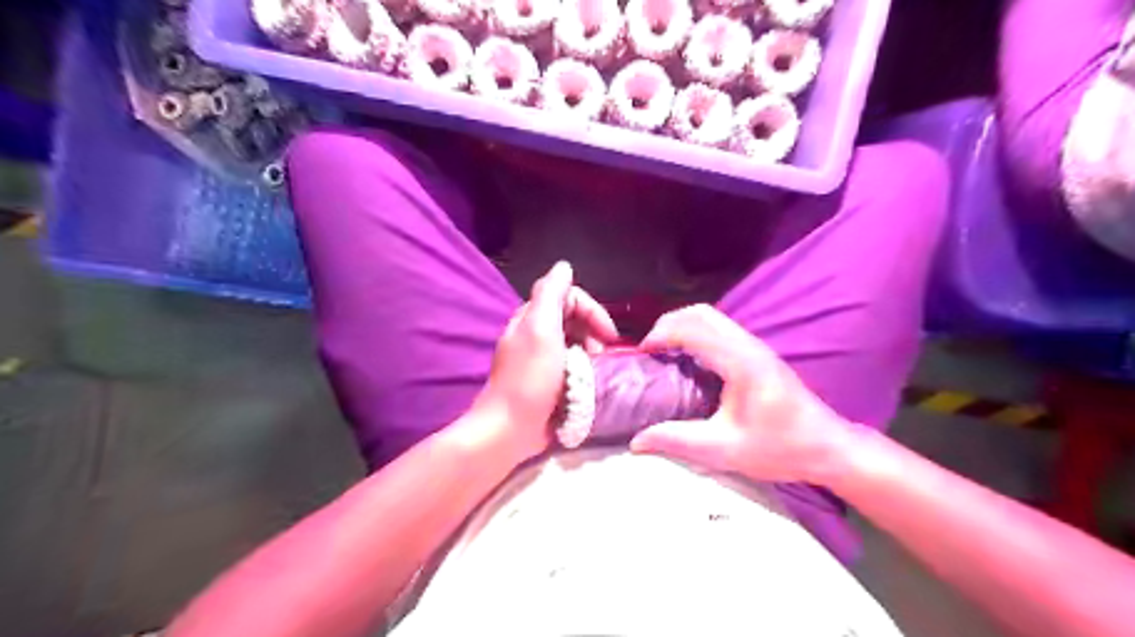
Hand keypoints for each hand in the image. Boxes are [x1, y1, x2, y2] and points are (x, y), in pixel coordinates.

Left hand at [469, 260, 617, 465]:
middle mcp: (537, 333)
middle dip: (595, 332)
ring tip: (598, 372)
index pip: (570, 297)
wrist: (511, 429)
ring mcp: (543, 359)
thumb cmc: (530, 378)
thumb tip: (564, 266)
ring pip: (577, 343)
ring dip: (593, 353)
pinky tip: (591, 382)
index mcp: (532, 317)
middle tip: (603, 355)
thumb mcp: (541, 329)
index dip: (593, 311)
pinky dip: (586, 369)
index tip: (608, 335)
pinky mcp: (549, 381)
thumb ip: (551, 293)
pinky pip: (574, 365)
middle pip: (575, 319)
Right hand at [631, 303, 849, 482]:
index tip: (641, 356)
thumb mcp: (724, 450)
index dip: (661, 335)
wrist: (828, 448)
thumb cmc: (780, 449)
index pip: (692, 328)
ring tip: (662, 352)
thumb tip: (636, 441)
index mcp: (741, 362)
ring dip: (681, 326)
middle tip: (649, 351)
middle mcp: (748, 345)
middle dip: (668, 324)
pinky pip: (719, 328)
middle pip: (700, 312)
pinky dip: (695, 333)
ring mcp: (755, 346)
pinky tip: (686, 359)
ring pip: (710, 316)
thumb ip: (677, 441)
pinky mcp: (757, 353)